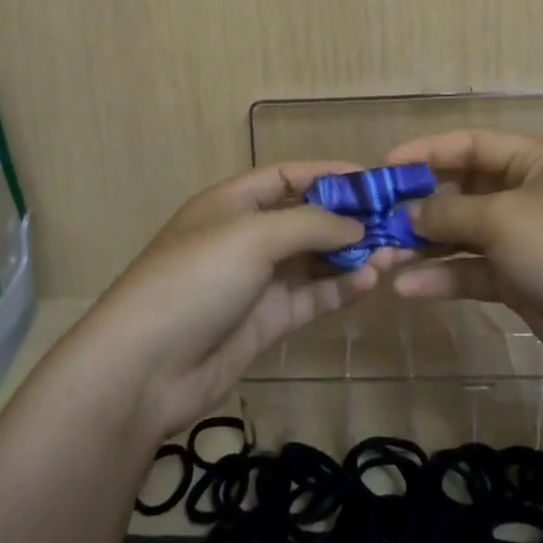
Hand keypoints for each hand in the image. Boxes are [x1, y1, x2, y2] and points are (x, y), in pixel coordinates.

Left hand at [81, 161, 391, 439]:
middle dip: (350, 219)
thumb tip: (359, 226)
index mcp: (232, 203)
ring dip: (352, 255)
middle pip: (306, 218)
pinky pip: (311, 297)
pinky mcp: (266, 321)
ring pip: (314, 260)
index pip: (288, 176)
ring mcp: (256, 281)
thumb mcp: (252, 236)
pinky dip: (339, 289)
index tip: (375, 180)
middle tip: (397, 224)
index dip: (330, 174)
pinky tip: (370, 282)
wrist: (145, 368)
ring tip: (394, 255)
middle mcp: (246, 236)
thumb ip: (311, 224)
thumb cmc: (196, 280)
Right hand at [386, 130, 542, 395]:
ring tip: (384, 256)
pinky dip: (445, 278)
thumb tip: (409, 213)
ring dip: (426, 245)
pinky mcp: (523, 282)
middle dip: (421, 204)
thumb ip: (449, 212)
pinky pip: (475, 272)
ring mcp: (526, 241)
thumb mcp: (504, 218)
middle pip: (464, 190)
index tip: (385, 166)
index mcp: (536, 161)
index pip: (472, 144)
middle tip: (377, 218)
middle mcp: (530, 195)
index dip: (427, 151)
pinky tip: (408, 288)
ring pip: (465, 235)